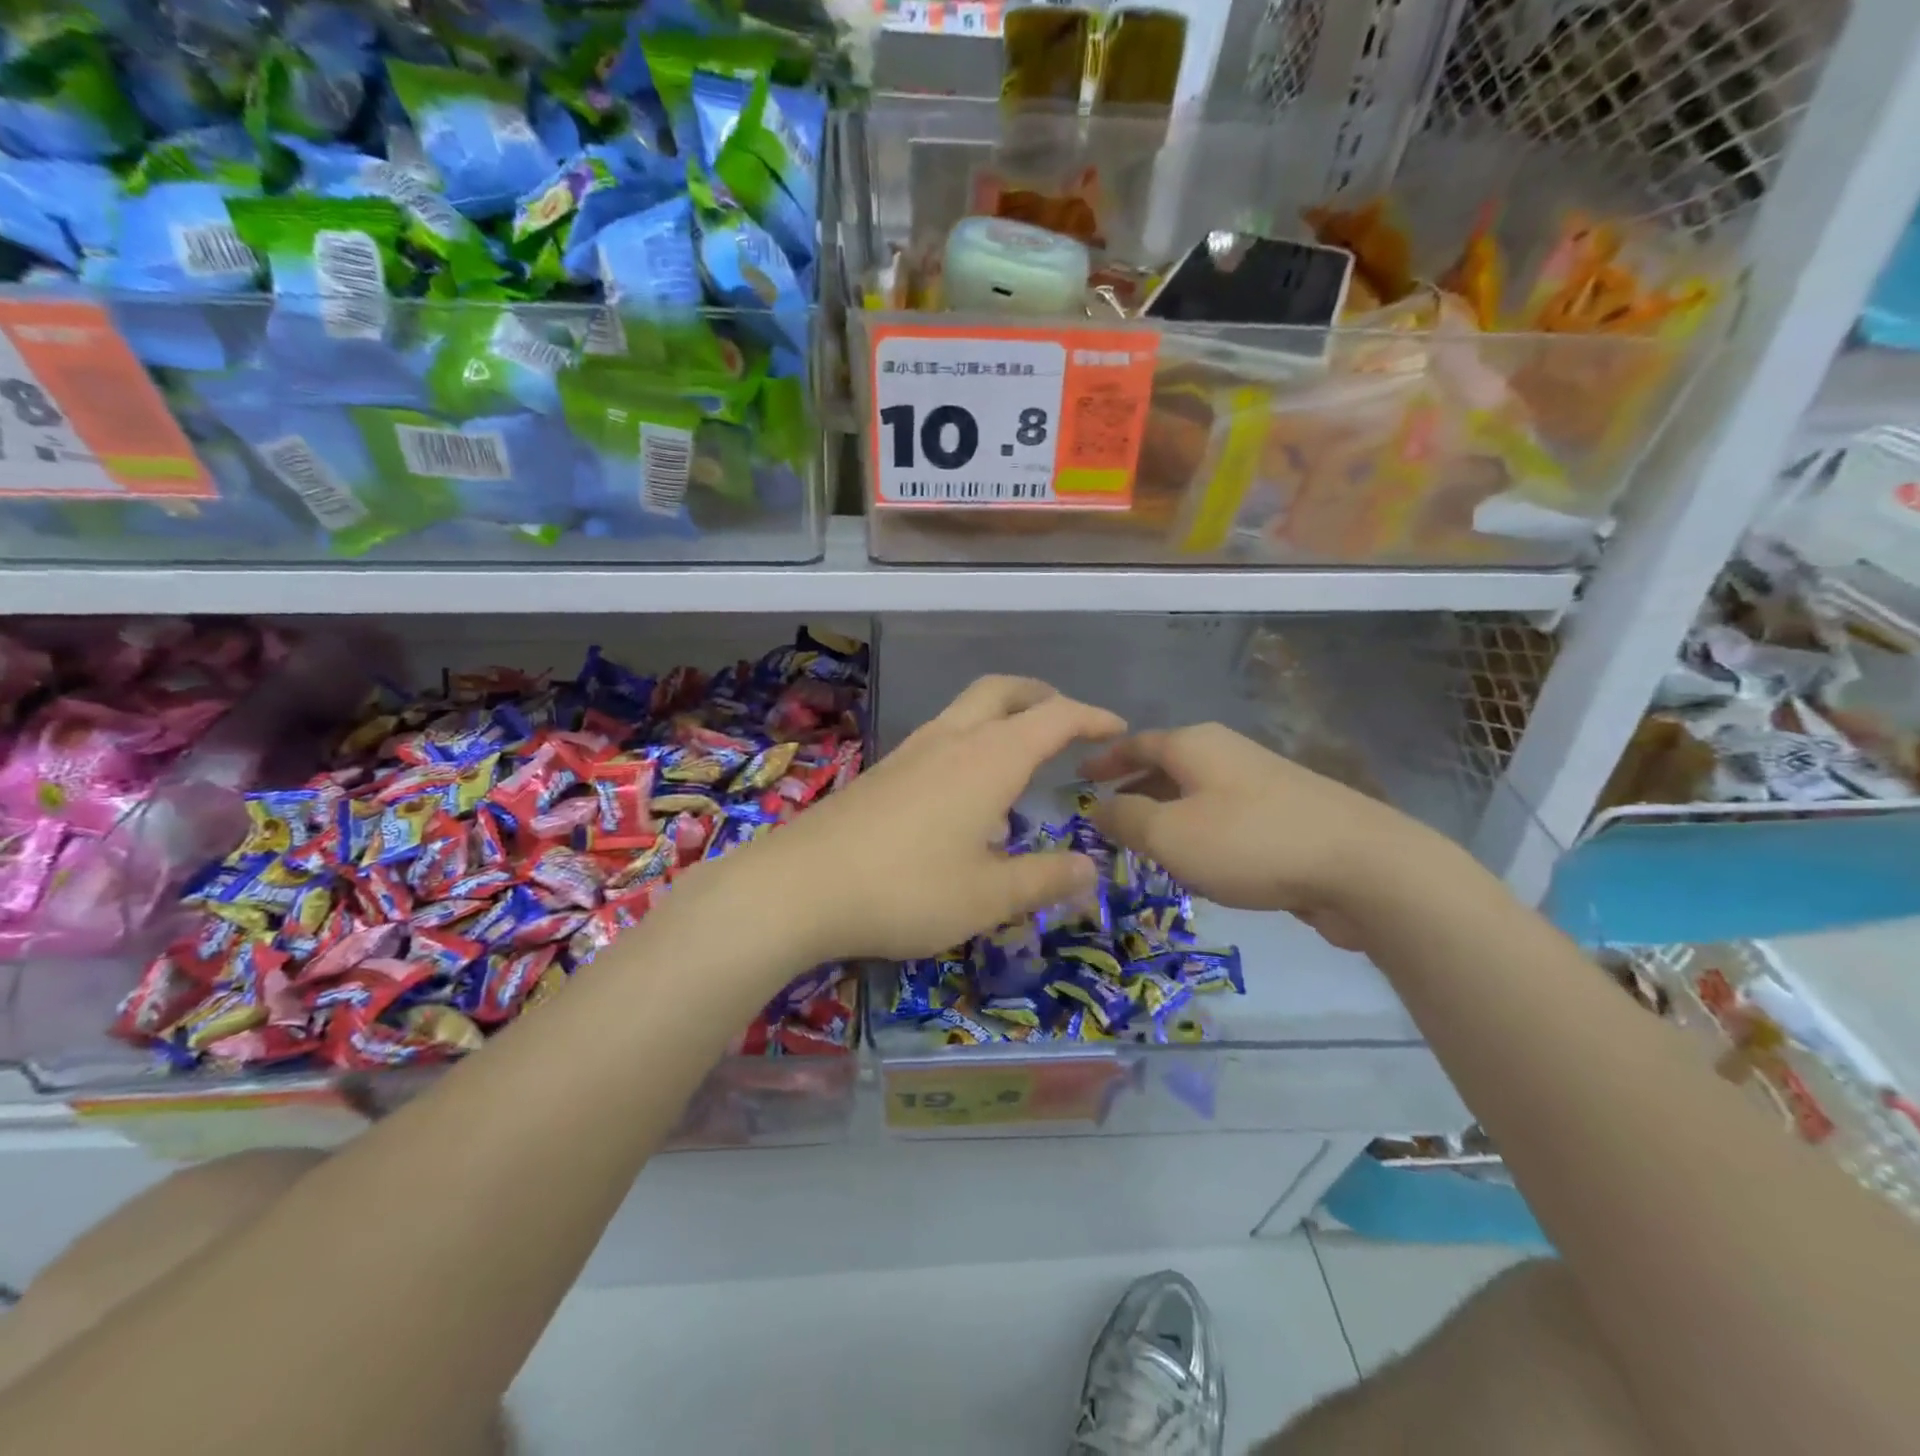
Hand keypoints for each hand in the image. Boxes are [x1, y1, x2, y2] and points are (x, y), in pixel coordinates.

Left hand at [761, 676, 1125, 961]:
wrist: (799, 886)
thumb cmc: (906, 890)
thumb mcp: (988, 897)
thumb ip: (1044, 879)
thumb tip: (1090, 867)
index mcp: (989, 759)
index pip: (1054, 717)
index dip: (1091, 717)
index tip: (1118, 728)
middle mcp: (951, 740)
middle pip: (1003, 691)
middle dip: (1042, 696)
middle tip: (1067, 721)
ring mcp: (911, 751)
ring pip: (967, 709)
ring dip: (1003, 715)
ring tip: (1022, 756)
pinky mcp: (883, 771)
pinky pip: (941, 736)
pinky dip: (972, 740)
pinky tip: (967, 789)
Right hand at [1080, 722, 1433, 949]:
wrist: (1362, 866)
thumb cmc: (1249, 841)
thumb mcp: (1170, 833)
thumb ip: (1125, 818)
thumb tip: (1096, 807)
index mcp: (1194, 745)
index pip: (1136, 744)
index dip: (1104, 760)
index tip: (1077, 778)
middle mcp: (1226, 753)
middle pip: (1167, 765)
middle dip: (1133, 789)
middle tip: (1105, 817)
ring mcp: (1261, 782)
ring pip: (1196, 794)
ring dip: (1166, 814)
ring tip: (1144, 844)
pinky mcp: (1286, 815)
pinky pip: (1224, 817)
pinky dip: (1198, 831)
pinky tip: (1198, 863)